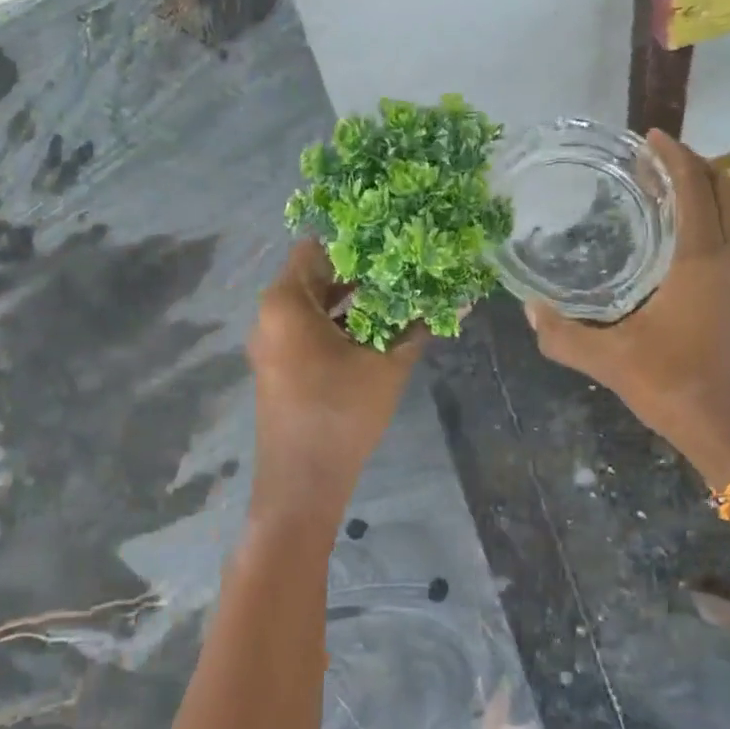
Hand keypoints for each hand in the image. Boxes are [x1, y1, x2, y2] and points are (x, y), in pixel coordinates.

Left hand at [248, 240, 423, 519]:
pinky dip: (341, 327)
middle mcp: (271, 315)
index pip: (318, 249)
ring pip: (316, 307)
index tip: (395, 244)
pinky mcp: (281, 367)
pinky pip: (311, 332)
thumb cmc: (341, 413)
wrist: (302, 484)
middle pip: (317, 277)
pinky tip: (381, 333)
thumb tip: (458, 299)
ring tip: (402, 299)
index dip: (358, 244)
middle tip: (407, 269)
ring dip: (355, 303)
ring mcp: (273, 343)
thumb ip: (419, 327)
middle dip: (363, 275)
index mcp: (286, 303)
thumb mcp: (388, 366)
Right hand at [525, 131, 729, 484]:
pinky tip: (666, 238)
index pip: (694, 187)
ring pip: (726, 214)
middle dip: (688, 164)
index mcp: (700, 261)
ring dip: (697, 191)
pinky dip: (700, 219)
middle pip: (720, 190)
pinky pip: (722, 237)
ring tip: (653, 188)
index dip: (673, 156)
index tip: (646, 137)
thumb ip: (564, 336)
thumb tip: (530, 311)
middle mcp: (725, 260)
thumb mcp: (610, 361)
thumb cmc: (674, 386)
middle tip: (647, 158)